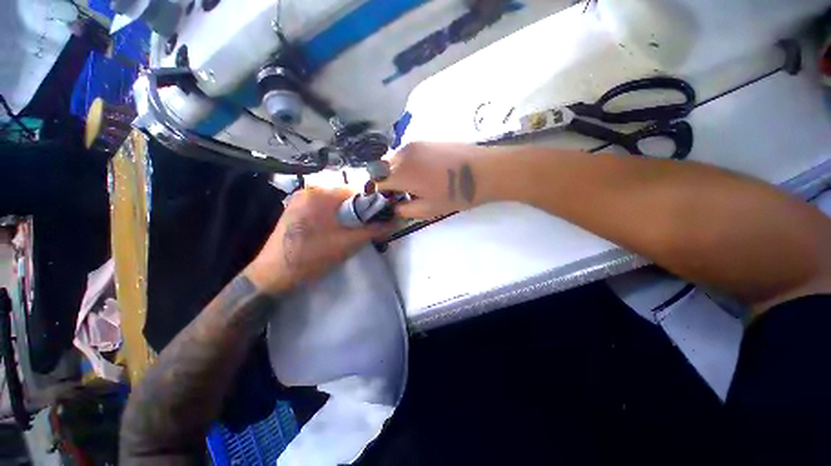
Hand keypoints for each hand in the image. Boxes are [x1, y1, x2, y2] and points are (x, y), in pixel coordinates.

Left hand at [244, 187, 387, 293]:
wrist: (273, 275)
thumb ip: (373, 230)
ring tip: (353, 232)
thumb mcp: (348, 243)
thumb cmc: (312, 256)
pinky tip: (336, 232)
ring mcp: (300, 201)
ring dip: (347, 216)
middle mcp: (309, 191)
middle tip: (367, 229)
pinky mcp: (295, 211)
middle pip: (344, 197)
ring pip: (334, 204)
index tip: (379, 219)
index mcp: (320, 194)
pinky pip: (323, 210)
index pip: (356, 192)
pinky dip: (334, 218)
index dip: (370, 205)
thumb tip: (396, 222)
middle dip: (359, 212)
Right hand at [376, 142, 489, 218]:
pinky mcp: (425, 141)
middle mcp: (402, 154)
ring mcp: (414, 144)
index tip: (389, 201)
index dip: (379, 193)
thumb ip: (404, 210)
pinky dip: (406, 163)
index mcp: (401, 173)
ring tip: (413, 184)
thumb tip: (393, 207)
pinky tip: (423, 172)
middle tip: (401, 194)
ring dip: (396, 172)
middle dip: (387, 182)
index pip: (377, 182)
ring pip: (394, 159)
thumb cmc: (455, 193)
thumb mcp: (428, 209)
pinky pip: (406, 153)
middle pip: (382, 168)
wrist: (484, 170)